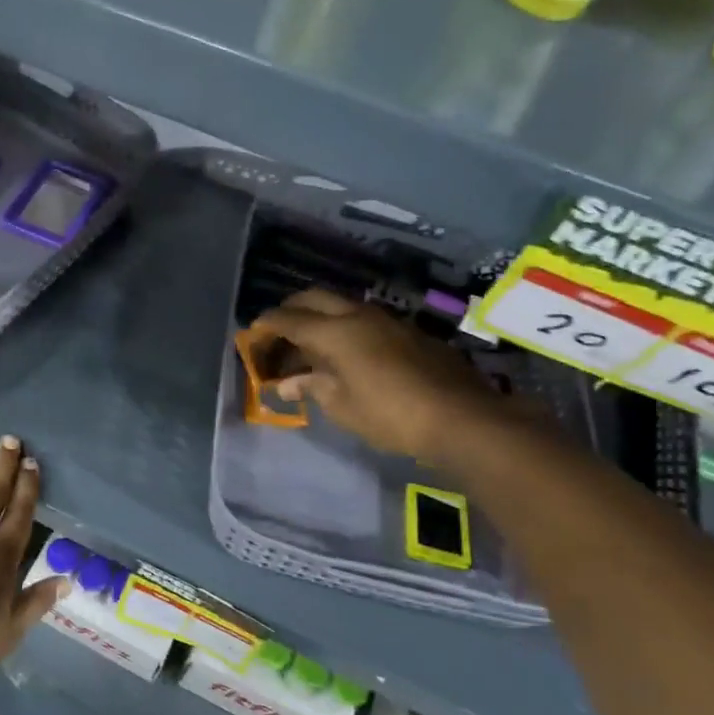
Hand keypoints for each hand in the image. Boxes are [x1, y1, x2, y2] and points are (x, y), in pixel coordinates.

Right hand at [249, 288, 504, 464]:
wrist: (461, 417)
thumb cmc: (390, 415)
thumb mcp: (342, 406)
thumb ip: (312, 387)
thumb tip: (286, 383)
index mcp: (335, 332)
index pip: (289, 319)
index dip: (266, 325)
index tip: (252, 333)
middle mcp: (358, 315)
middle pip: (313, 298)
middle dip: (290, 309)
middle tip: (277, 330)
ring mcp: (387, 320)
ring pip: (342, 305)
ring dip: (320, 316)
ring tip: (309, 344)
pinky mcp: (408, 332)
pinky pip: (364, 318)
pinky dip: (344, 326)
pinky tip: (346, 352)